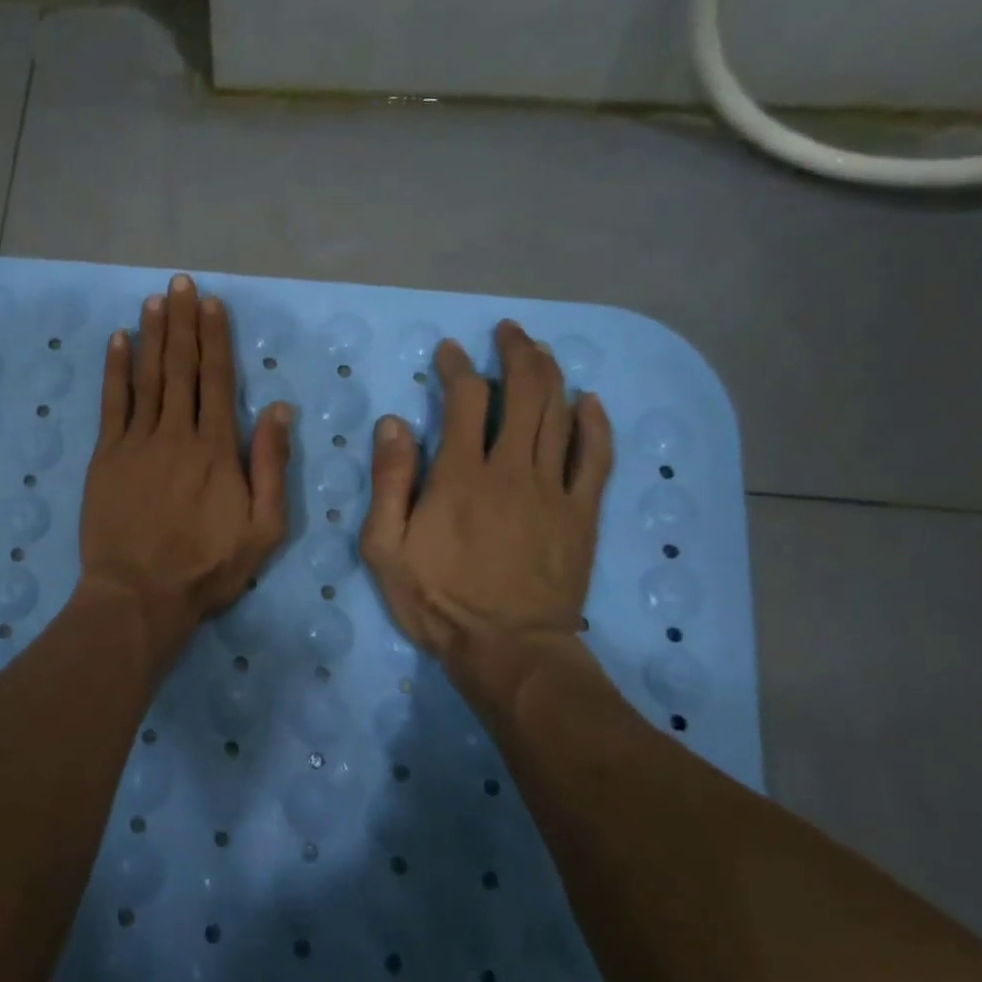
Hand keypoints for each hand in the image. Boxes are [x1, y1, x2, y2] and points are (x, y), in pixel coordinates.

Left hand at [77, 275, 292, 669]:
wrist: (139, 595)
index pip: (217, 380)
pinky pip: (111, 403)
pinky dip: (115, 369)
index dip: (215, 339)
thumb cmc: (207, 568)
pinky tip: (118, 340)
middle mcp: (176, 434)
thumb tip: (278, 408)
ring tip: (155, 300)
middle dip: (183, 322)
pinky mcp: (106, 456)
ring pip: (147, 377)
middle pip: (181, 367)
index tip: (212, 305)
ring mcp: (136, 442)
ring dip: (152, 335)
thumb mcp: (262, 529)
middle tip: (181, 284)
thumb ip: (271, 466)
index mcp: (216, 449)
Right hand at [360, 320, 613, 708]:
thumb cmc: (438, 599)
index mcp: (460, 474)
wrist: (508, 649)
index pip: (464, 399)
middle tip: (507, 332)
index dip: (457, 367)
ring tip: (538, 349)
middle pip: (524, 393)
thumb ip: (389, 481)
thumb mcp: (385, 547)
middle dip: (515, 353)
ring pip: (559, 415)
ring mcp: (553, 489)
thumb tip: (394, 423)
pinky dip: (594, 424)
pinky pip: (596, 457)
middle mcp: (511, 469)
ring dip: (549, 374)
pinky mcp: (581, 513)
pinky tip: (589, 401)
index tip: (449, 351)